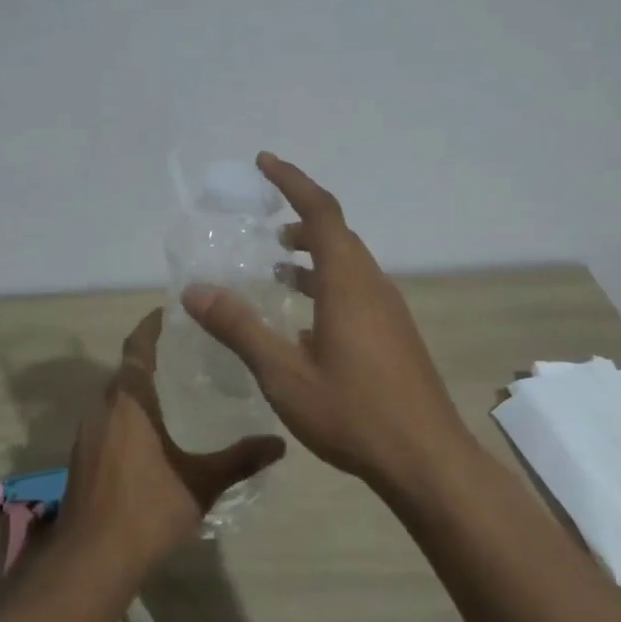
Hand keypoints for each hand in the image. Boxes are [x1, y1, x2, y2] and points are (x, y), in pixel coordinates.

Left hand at [58, 309, 285, 574]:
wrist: (91, 560)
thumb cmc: (147, 510)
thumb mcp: (202, 483)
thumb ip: (241, 459)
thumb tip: (280, 443)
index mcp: (129, 402)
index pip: (137, 347)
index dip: (152, 325)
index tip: (174, 311)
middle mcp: (103, 408)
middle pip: (126, 369)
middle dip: (152, 358)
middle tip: (189, 352)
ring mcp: (87, 433)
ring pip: (115, 397)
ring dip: (139, 388)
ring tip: (176, 390)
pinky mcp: (82, 457)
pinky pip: (107, 420)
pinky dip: (128, 415)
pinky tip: (152, 434)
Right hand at [181, 152, 470, 489]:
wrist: (425, 459)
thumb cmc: (353, 412)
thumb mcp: (283, 373)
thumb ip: (239, 328)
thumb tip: (195, 291)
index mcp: (347, 282)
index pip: (320, 211)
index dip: (292, 181)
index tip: (263, 162)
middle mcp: (371, 285)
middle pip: (336, 233)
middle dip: (300, 217)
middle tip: (263, 220)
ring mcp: (388, 310)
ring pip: (347, 263)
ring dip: (313, 253)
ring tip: (277, 263)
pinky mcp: (394, 334)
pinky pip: (355, 289)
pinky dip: (325, 283)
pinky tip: (303, 319)